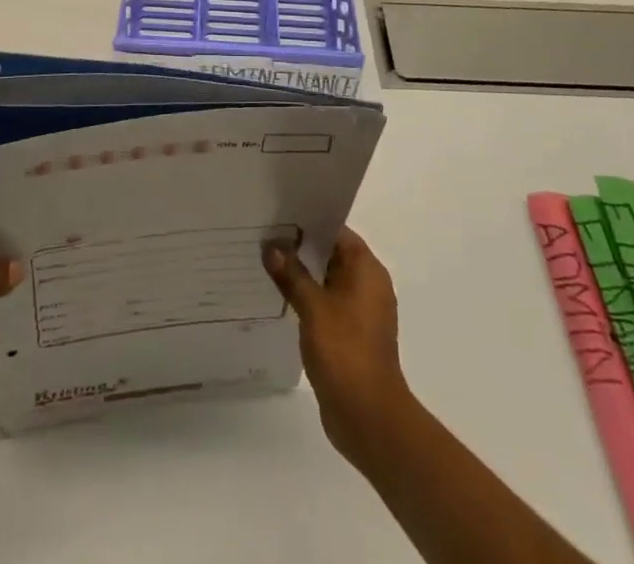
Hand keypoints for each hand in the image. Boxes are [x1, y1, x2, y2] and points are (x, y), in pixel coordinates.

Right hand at [263, 227, 412, 462]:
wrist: (368, 417)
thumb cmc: (345, 351)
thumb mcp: (313, 307)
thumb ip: (291, 274)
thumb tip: (271, 246)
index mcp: (367, 269)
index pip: (336, 232)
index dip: (308, 224)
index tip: (278, 217)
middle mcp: (368, 285)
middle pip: (331, 255)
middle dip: (300, 249)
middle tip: (265, 238)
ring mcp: (361, 312)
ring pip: (327, 281)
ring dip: (302, 275)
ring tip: (266, 265)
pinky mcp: (352, 335)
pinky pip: (327, 305)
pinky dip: (308, 299)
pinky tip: (281, 300)